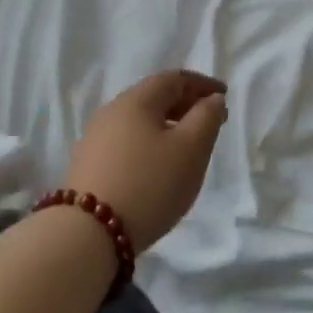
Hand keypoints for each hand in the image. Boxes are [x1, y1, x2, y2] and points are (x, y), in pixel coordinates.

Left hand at [62, 71, 227, 251]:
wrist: (88, 233)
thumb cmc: (149, 184)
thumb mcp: (191, 149)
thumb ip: (207, 118)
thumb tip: (211, 100)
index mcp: (136, 100)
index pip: (173, 79)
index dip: (202, 84)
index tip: (223, 96)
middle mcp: (111, 111)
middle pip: (154, 97)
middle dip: (185, 104)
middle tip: (210, 121)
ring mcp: (95, 138)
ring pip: (139, 121)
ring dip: (167, 125)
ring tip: (187, 145)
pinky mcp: (88, 164)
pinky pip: (127, 141)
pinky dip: (149, 143)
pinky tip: (158, 165)